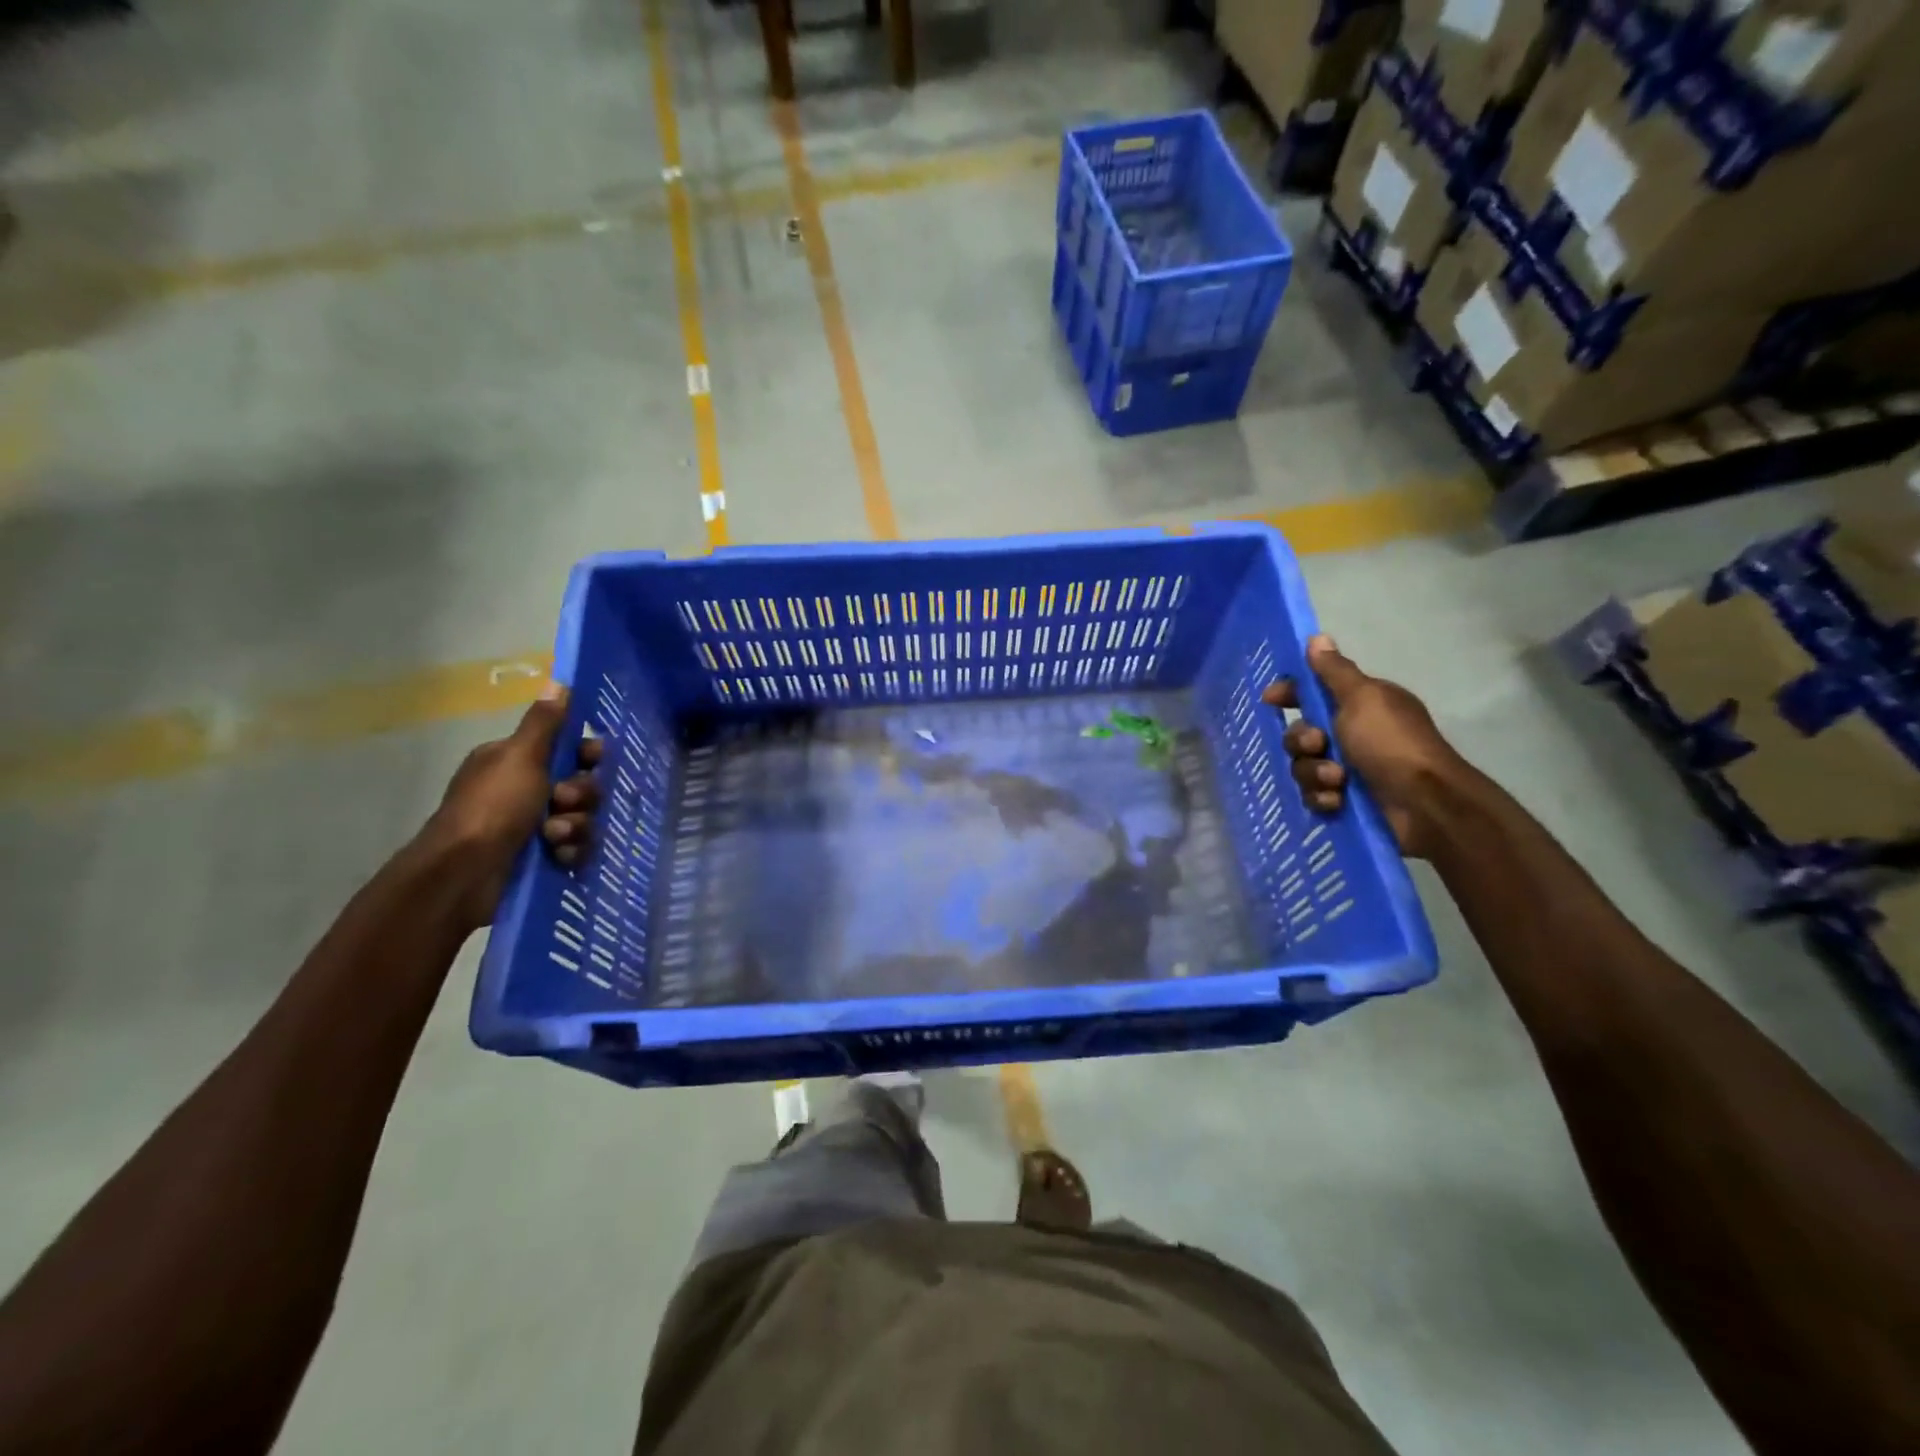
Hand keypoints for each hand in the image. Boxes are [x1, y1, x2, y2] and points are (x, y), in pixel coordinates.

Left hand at [425, 684, 603, 927]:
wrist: (463, 874)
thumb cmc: (492, 807)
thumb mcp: (520, 757)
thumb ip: (544, 723)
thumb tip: (558, 681)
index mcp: (515, 762)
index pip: (566, 749)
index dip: (586, 754)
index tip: (594, 759)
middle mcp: (523, 790)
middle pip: (580, 784)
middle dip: (581, 795)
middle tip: (563, 802)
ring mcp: (531, 826)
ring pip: (581, 818)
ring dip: (575, 826)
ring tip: (554, 836)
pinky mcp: (539, 858)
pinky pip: (575, 848)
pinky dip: (571, 851)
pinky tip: (560, 856)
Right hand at [1263, 635, 1464, 858]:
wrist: (1424, 803)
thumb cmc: (1391, 743)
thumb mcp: (1363, 698)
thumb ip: (1334, 671)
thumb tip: (1317, 638)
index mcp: (1360, 705)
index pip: (1313, 692)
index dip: (1290, 694)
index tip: (1271, 700)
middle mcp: (1353, 734)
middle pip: (1301, 733)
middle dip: (1302, 741)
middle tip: (1319, 745)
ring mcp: (1349, 769)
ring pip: (1303, 766)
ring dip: (1314, 773)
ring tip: (1337, 780)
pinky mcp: (1346, 800)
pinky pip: (1314, 795)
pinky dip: (1323, 797)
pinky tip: (1338, 800)